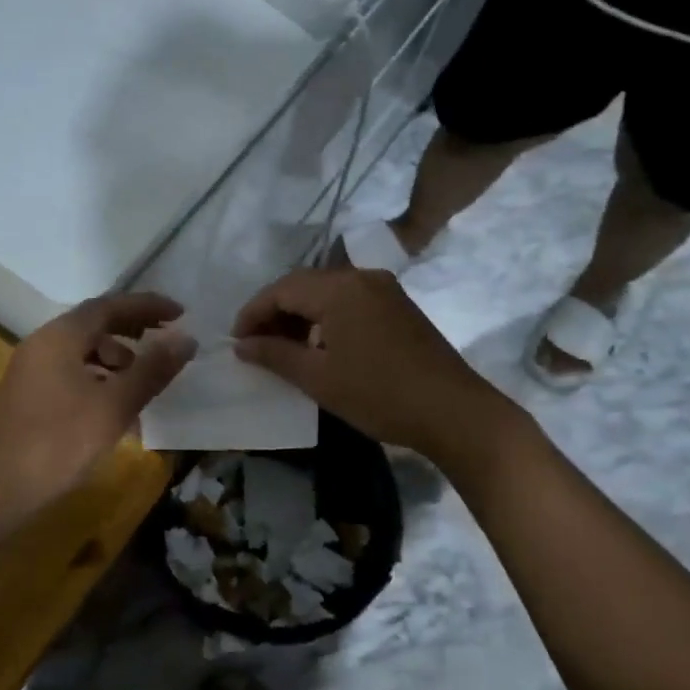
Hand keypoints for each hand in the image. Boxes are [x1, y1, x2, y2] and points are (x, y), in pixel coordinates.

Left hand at [0, 293, 195, 517]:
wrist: (2, 488)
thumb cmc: (61, 441)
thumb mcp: (115, 405)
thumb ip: (152, 370)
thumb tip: (186, 339)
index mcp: (60, 336)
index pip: (109, 306)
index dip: (147, 306)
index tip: (180, 312)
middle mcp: (42, 343)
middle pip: (94, 324)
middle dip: (133, 330)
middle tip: (167, 340)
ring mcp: (31, 370)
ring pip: (82, 350)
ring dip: (117, 357)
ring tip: (145, 379)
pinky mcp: (29, 395)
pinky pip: (71, 371)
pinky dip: (99, 377)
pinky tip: (116, 405)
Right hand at [232, 267, 511, 461]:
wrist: (454, 411)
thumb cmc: (379, 395)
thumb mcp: (319, 378)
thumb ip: (275, 355)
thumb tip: (241, 345)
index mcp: (339, 288)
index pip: (281, 289)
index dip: (253, 313)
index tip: (235, 341)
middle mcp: (362, 277)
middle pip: (304, 285)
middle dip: (275, 312)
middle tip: (255, 345)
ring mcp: (385, 290)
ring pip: (328, 293)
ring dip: (301, 316)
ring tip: (283, 348)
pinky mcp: (399, 307)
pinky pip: (350, 302)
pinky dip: (326, 318)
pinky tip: (320, 346)